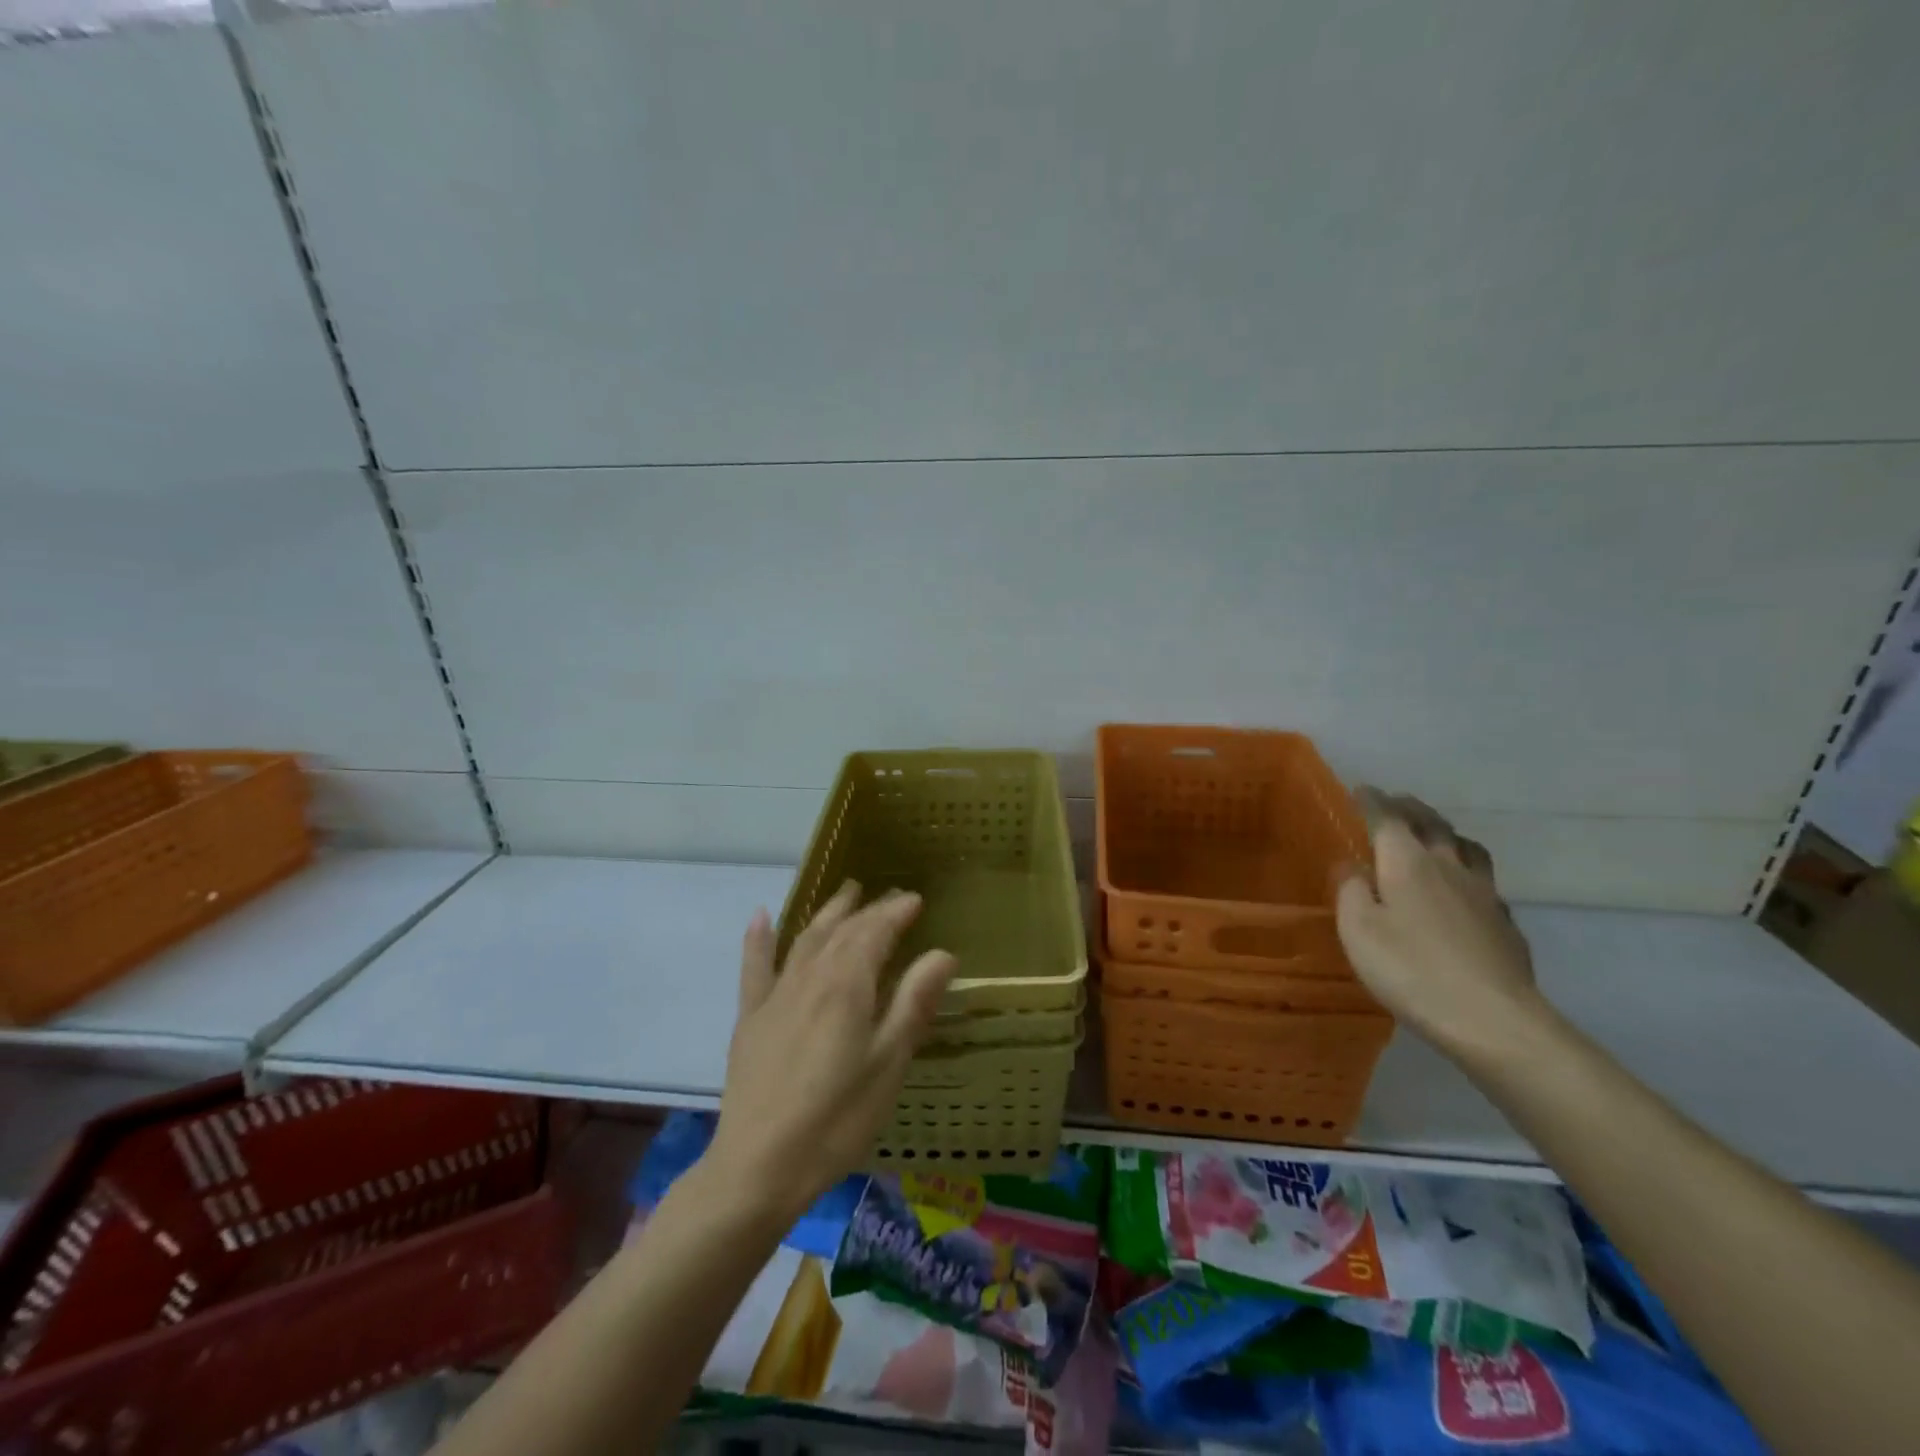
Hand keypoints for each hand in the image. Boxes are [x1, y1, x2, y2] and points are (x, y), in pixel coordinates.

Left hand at [705, 882, 956, 1222]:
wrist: (758, 1167)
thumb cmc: (836, 1119)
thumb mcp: (888, 1064)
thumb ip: (913, 1003)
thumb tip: (943, 953)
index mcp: (847, 985)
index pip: (876, 932)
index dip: (896, 912)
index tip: (916, 899)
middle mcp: (810, 977)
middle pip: (843, 930)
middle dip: (869, 909)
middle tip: (891, 896)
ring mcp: (776, 995)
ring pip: (806, 939)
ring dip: (828, 912)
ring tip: (847, 893)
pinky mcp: (751, 1018)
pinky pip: (755, 967)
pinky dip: (759, 939)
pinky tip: (761, 916)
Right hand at [1334, 789, 1548, 1056]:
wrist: (1493, 1019)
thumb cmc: (1411, 969)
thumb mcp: (1358, 930)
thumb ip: (1350, 890)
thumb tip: (1350, 864)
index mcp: (1408, 862)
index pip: (1387, 818)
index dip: (1372, 801)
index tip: (1360, 789)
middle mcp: (1448, 866)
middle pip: (1432, 824)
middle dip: (1410, 809)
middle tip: (1395, 802)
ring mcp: (1484, 893)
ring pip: (1466, 847)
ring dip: (1446, 832)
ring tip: (1435, 834)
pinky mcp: (1505, 922)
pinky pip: (1484, 881)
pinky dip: (1466, 870)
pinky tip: (1462, 889)